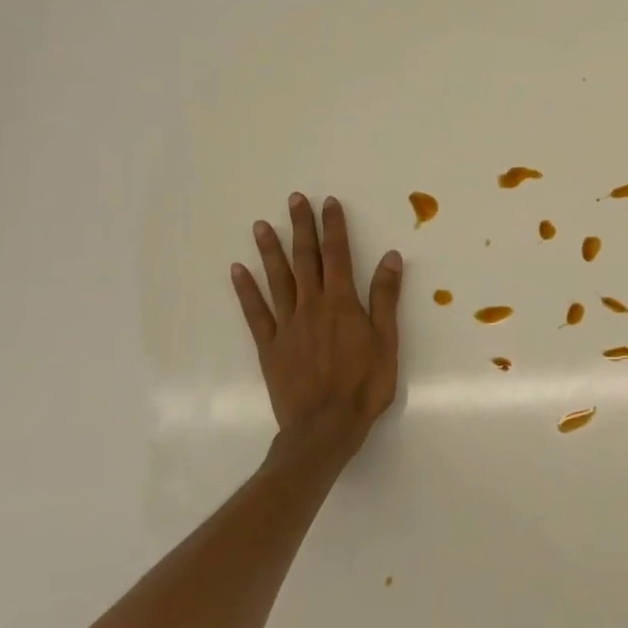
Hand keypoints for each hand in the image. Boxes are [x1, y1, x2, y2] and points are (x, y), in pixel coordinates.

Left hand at [230, 193, 403, 467]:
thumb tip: (390, 257)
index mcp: (343, 303)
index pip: (338, 255)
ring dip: (271, 251)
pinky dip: (246, 290)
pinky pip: (255, 313)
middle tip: (294, 200)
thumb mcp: (387, 341)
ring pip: (278, 280)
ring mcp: (287, 325)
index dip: (333, 227)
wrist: (325, 427)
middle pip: (306, 260)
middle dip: (301, 228)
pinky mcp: (270, 346)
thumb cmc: (364, 385)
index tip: (328, 203)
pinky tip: (237, 271)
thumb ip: (385, 298)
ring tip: (261, 225)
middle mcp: (312, 306)